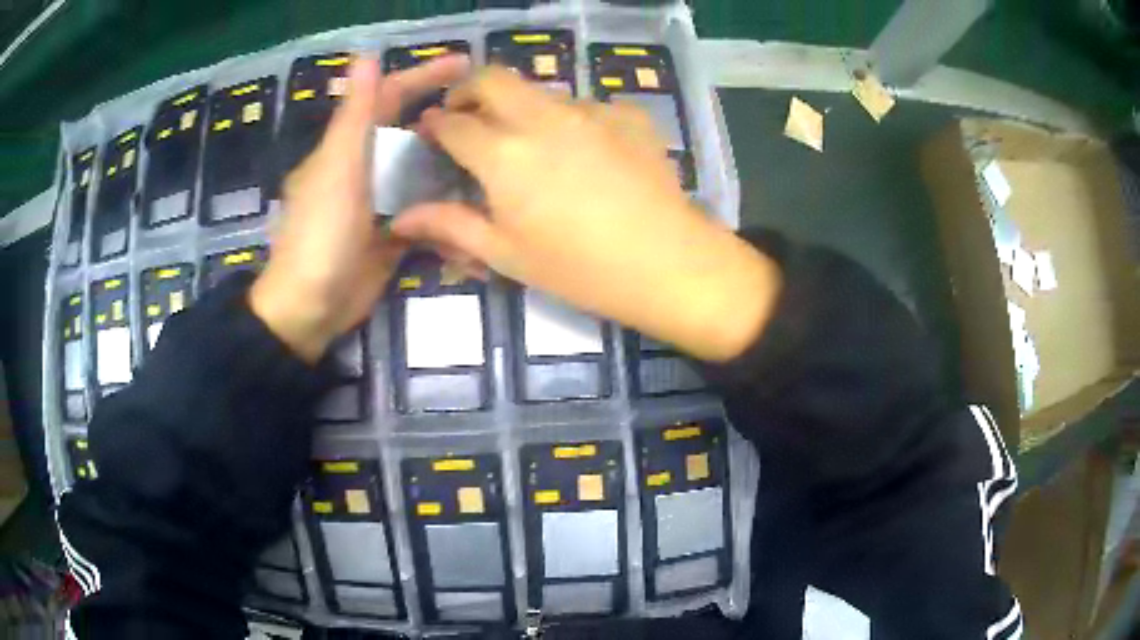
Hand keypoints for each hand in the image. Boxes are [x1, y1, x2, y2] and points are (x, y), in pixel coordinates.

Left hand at [250, 55, 469, 362]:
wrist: (310, 310)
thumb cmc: (319, 236)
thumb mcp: (337, 170)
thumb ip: (355, 116)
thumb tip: (366, 54)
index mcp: (348, 147)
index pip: (388, 98)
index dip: (423, 76)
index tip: (466, 64)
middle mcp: (365, 169)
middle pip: (412, 134)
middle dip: (447, 120)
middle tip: (493, 116)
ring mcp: (380, 204)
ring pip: (423, 174)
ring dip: (453, 166)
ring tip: (496, 160)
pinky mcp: (392, 237)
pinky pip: (426, 215)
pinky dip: (448, 212)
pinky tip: (478, 210)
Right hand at [391, 67, 780, 361]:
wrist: (669, 263)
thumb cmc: (580, 269)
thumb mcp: (507, 254)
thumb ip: (451, 226)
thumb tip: (401, 218)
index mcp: (503, 154)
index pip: (452, 123)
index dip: (434, 125)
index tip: (430, 133)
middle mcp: (541, 117)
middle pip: (491, 78)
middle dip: (467, 91)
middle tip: (466, 117)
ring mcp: (589, 110)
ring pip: (539, 92)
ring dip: (520, 108)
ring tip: (530, 146)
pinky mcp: (627, 114)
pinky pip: (585, 106)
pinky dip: (570, 122)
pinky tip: (585, 155)